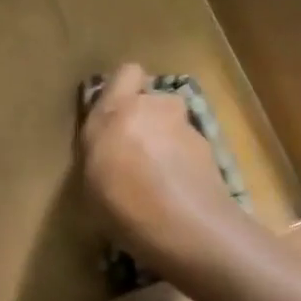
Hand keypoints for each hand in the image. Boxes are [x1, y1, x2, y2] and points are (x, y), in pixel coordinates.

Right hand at [79, 63, 247, 274]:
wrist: (186, 227)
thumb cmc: (123, 203)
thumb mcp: (89, 178)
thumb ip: (99, 148)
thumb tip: (108, 144)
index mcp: (117, 110)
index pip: (127, 72)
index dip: (123, 89)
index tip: (113, 116)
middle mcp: (154, 108)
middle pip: (152, 101)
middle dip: (146, 119)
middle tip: (133, 152)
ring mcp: (187, 128)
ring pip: (172, 126)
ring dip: (165, 142)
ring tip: (156, 178)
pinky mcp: (211, 151)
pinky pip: (188, 149)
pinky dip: (182, 163)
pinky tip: (175, 194)